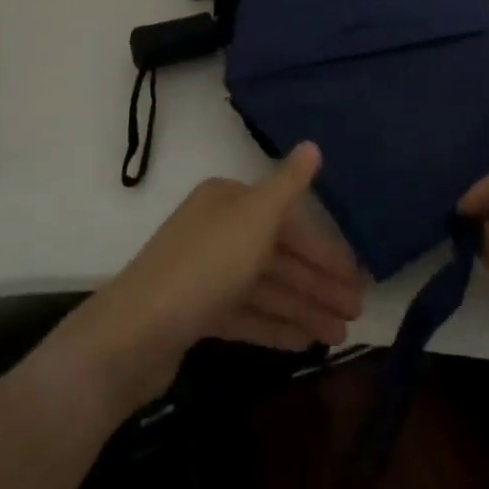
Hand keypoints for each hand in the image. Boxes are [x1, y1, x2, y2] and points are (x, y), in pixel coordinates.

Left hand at [53, 143, 363, 412]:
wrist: (132, 335)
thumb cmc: (204, 267)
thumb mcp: (255, 218)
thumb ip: (288, 185)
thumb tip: (313, 145)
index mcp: (229, 202)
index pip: (288, 222)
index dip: (324, 251)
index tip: (356, 279)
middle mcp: (217, 230)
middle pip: (279, 256)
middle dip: (318, 284)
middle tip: (356, 312)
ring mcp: (205, 273)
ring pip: (266, 288)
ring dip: (303, 308)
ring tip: (339, 336)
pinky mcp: (195, 312)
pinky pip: (246, 314)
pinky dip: (274, 325)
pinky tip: (304, 343)